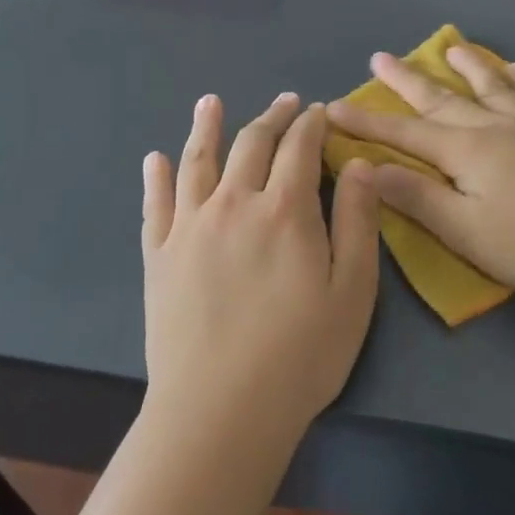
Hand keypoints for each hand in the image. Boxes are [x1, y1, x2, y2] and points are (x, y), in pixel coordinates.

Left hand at [141, 93, 380, 456]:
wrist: (220, 411)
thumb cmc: (301, 355)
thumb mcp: (353, 290)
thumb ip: (358, 221)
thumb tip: (360, 164)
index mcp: (284, 209)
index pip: (299, 148)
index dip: (311, 124)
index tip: (319, 111)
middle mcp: (233, 203)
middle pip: (252, 144)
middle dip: (273, 117)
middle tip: (285, 102)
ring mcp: (189, 227)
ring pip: (197, 161)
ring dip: (206, 127)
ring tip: (210, 102)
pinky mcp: (158, 255)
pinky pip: (155, 204)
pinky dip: (157, 177)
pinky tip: (155, 158)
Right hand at [326, 48, 514, 298]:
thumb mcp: (465, 229)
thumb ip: (417, 197)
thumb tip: (368, 168)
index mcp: (465, 151)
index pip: (404, 132)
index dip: (367, 122)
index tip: (333, 106)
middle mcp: (494, 125)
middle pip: (442, 98)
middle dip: (407, 80)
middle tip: (381, 56)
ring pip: (492, 86)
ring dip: (467, 67)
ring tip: (452, 47)